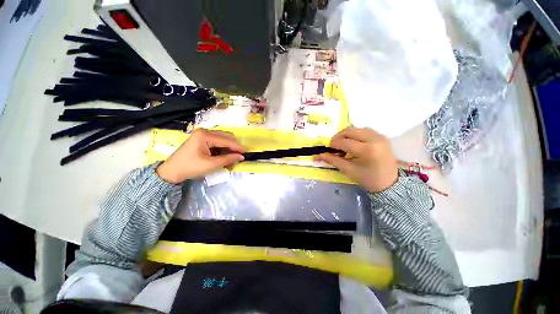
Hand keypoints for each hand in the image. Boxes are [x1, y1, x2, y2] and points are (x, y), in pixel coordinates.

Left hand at [156, 129, 245, 183]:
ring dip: (229, 148)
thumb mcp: (211, 164)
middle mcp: (205, 131)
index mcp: (205, 135)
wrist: (171, 172)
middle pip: (225, 137)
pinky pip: (217, 142)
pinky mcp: (202, 140)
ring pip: (222, 139)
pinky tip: (225, 157)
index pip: (226, 140)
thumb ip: (227, 159)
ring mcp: (203, 135)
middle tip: (240, 156)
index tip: (246, 153)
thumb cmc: (190, 167)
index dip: (237, 147)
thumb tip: (241, 157)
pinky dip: (223, 149)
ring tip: (232, 159)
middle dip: (234, 147)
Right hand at [315, 127, 397, 192]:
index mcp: (367, 150)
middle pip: (349, 130)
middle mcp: (374, 139)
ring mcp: (379, 136)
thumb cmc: (368, 179)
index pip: (343, 141)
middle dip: (338, 137)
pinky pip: (364, 130)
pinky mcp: (382, 136)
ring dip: (346, 135)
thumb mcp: (349, 170)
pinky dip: (355, 134)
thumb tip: (317, 156)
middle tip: (334, 146)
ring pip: (356, 128)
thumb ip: (332, 160)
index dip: (333, 144)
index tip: (329, 150)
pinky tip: (353, 143)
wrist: (390, 183)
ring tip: (343, 145)